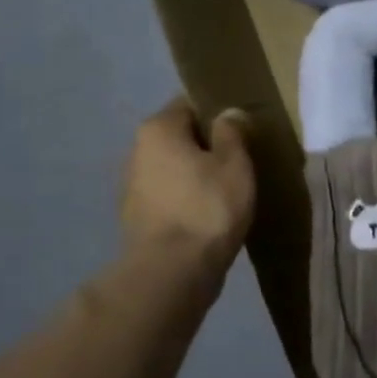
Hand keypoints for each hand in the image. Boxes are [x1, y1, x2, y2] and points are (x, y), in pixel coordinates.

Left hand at [117, 98, 255, 294]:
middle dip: (207, 144)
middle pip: (180, 137)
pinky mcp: (137, 218)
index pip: (190, 104)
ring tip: (229, 187)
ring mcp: (133, 187)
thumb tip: (228, 113)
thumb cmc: (207, 207)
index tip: (243, 127)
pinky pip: (170, 195)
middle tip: (242, 157)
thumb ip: (232, 132)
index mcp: (158, 129)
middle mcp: (137, 151)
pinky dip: (188, 198)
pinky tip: (210, 212)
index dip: (218, 112)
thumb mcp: (234, 163)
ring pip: (174, 168)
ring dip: (197, 174)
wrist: (172, 273)